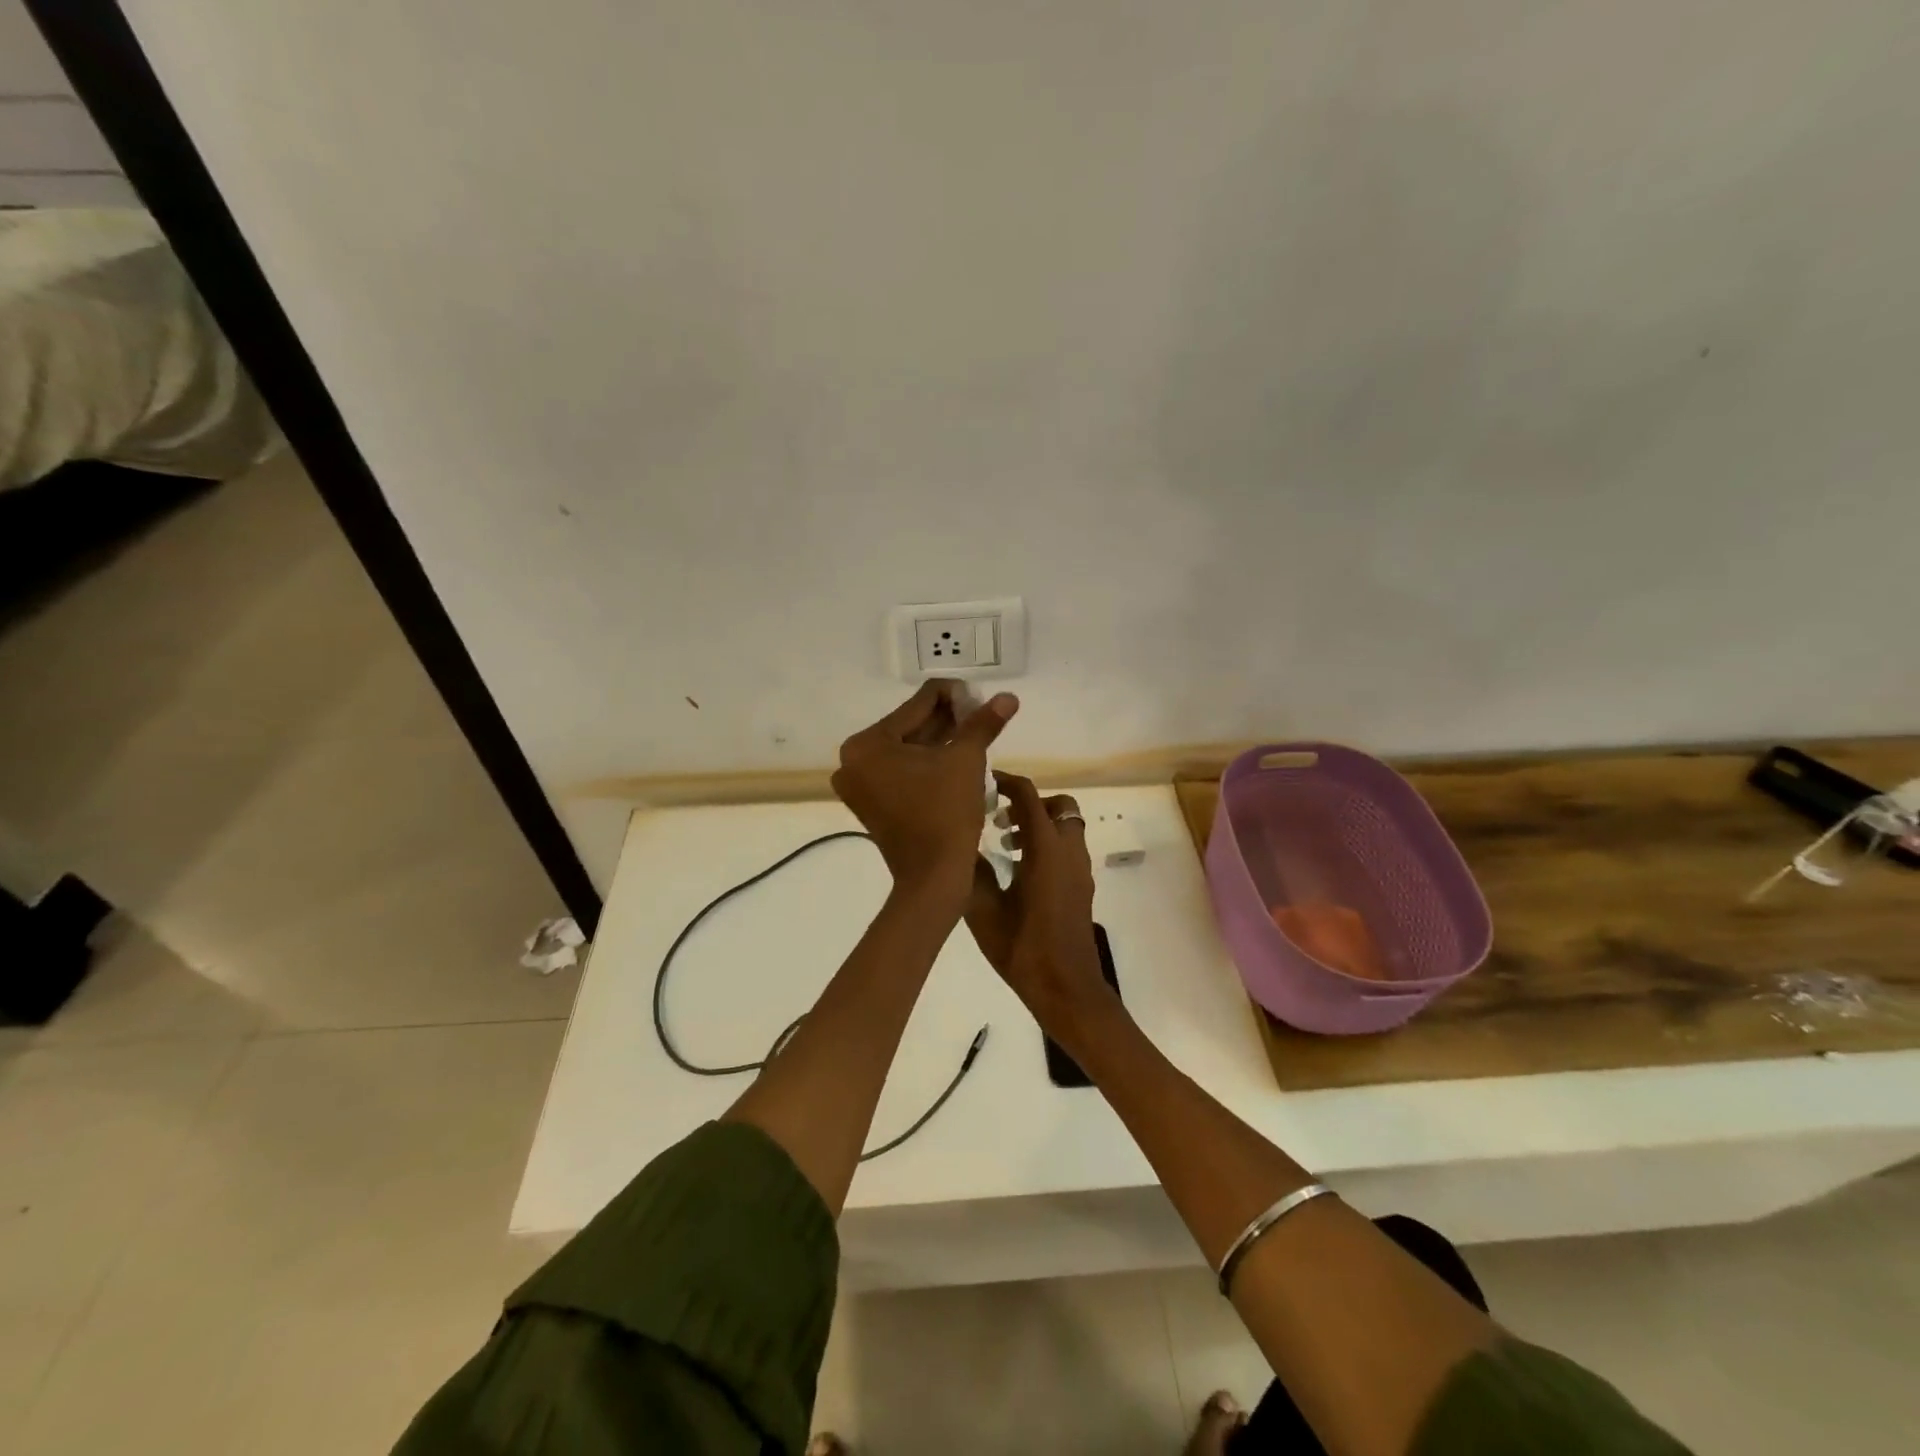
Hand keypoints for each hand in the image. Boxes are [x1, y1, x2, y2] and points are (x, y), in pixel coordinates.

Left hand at [832, 680, 1017, 893]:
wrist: (934, 878)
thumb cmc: (946, 813)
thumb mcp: (966, 760)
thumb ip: (983, 723)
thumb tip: (1008, 697)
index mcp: (866, 744)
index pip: (917, 704)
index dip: (954, 696)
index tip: (982, 698)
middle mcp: (853, 760)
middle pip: (909, 726)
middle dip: (948, 719)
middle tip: (982, 715)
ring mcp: (859, 784)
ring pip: (908, 749)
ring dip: (941, 739)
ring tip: (976, 733)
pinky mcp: (871, 803)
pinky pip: (902, 770)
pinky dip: (928, 763)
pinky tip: (957, 755)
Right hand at [964, 773, 1110, 1030]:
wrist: (1067, 989)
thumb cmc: (1023, 951)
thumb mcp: (984, 912)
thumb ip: (972, 873)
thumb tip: (961, 845)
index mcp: (1045, 852)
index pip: (1030, 797)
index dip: (1008, 783)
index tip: (985, 783)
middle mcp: (1068, 852)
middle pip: (1058, 806)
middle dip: (1030, 803)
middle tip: (1000, 819)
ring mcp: (1079, 870)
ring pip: (1066, 827)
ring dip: (1039, 824)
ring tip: (1005, 845)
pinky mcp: (1081, 887)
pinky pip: (1068, 849)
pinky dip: (1047, 844)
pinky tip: (1019, 871)